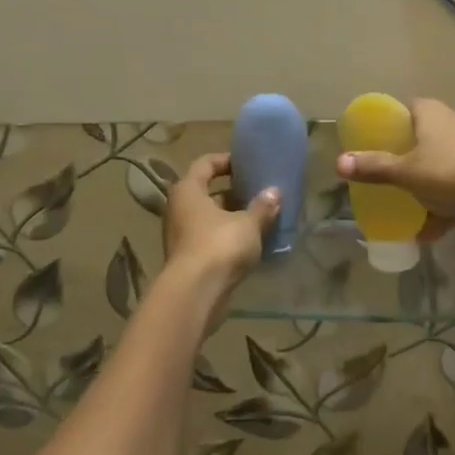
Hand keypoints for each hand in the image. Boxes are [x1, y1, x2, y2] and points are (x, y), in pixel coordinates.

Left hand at [162, 153, 280, 291]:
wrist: (195, 294)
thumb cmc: (219, 246)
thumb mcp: (248, 224)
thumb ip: (262, 207)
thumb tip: (275, 192)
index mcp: (188, 190)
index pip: (205, 164)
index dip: (226, 160)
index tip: (247, 164)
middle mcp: (179, 209)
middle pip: (207, 192)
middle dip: (233, 191)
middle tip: (258, 191)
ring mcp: (182, 235)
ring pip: (210, 217)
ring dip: (232, 216)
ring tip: (260, 216)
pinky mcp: (189, 259)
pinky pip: (211, 239)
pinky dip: (229, 237)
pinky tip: (252, 242)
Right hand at [335, 99, 454, 220]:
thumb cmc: (449, 172)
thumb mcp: (406, 173)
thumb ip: (374, 167)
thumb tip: (339, 163)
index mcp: (428, 112)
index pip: (400, 110)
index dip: (385, 127)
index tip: (371, 147)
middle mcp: (449, 121)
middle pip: (418, 138)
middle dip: (403, 160)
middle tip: (385, 178)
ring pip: (437, 163)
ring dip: (424, 186)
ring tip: (408, 208)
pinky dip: (444, 202)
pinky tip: (433, 230)